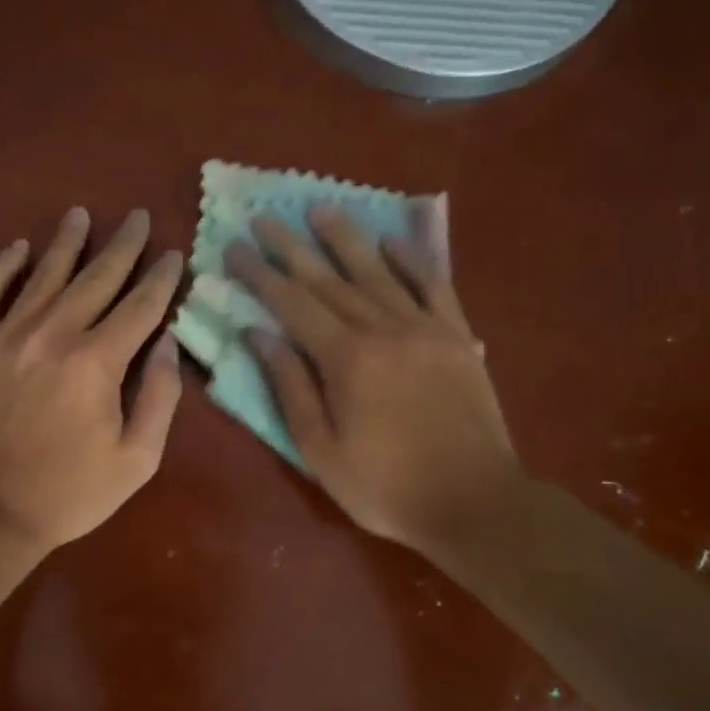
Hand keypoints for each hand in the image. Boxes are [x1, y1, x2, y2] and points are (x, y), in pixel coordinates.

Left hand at [0, 207, 184, 553]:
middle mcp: (54, 333)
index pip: (141, 305)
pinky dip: (1, 265)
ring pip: (44, 272)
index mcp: (98, 361)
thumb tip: (169, 343)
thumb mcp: (136, 460)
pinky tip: (18, 248)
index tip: (174, 253)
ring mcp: (5, 334)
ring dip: (67, 241)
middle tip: (138, 216)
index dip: (162, 277)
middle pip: (98, 277)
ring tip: (82, 214)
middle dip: (124, 245)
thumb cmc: (67, 493)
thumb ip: (160, 397)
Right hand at [225, 203, 520, 551]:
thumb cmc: (385, 486)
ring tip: (320, 208)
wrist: (475, 502)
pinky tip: (393, 240)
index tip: (234, 247)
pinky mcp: (458, 337)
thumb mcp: (320, 449)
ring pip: (377, 272)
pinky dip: (413, 260)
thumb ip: (289, 386)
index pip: (291, 304)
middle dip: (291, 247)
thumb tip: (257, 333)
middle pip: (328, 279)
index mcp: (345, 358)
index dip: (259, 274)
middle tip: (264, 218)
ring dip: (346, 238)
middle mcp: (383, 329)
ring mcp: (425, 328)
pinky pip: (434, 286)